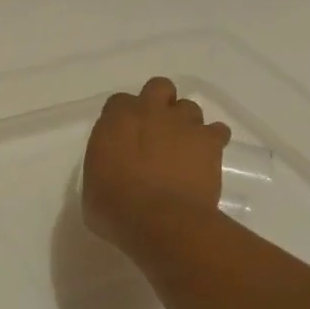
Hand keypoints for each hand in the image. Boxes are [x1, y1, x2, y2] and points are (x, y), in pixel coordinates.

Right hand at [82, 77, 230, 256]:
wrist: (159, 221)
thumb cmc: (114, 208)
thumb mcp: (92, 186)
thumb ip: (103, 165)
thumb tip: (111, 171)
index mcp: (116, 120)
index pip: (119, 102)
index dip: (123, 118)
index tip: (123, 137)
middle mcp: (149, 112)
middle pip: (158, 87)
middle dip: (159, 102)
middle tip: (157, 130)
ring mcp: (183, 123)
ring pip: (189, 107)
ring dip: (185, 123)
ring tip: (183, 148)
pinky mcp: (210, 141)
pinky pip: (217, 130)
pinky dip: (213, 141)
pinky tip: (206, 158)